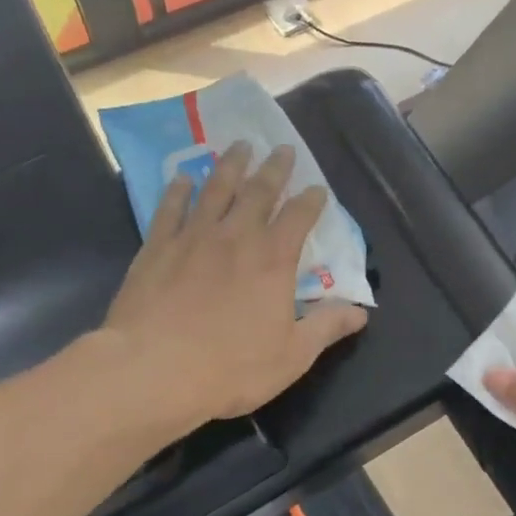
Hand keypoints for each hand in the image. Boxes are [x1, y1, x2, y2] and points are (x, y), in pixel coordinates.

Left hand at [105, 143, 367, 434]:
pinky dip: (178, 190)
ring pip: (215, 189)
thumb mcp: (292, 355)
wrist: (154, 369)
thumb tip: (361, 313)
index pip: (299, 217)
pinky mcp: (157, 247)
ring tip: (239, 146)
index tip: (318, 188)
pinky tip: (182, 178)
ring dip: (230, 165)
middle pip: (259, 192)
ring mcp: (193, 238)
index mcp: (274, 259)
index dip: (311, 200)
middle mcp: (236, 237)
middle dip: (274, 168)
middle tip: (281, 148)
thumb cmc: (231, 367)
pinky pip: (169, 209)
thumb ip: (327, 327)